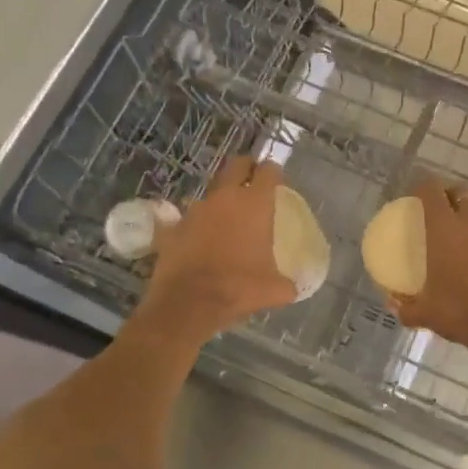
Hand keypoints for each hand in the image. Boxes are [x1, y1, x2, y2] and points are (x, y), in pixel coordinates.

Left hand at [137, 157, 297, 346]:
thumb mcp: (274, 290)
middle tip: (253, 182)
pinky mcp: (174, 226)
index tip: (277, 181)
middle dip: (246, 169)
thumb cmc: (238, 288)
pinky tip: (202, 241)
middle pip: (237, 165)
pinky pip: (190, 218)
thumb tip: (293, 287)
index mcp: (255, 204)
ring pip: (213, 192)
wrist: (188, 303)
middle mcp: (225, 197)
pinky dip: (199, 225)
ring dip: (221, 200)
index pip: (268, 170)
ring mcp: (196, 209)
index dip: (273, 172)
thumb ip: (287, 282)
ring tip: (227, 219)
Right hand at [389, 176, 467, 351]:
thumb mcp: (425, 313)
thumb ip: (406, 307)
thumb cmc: (459, 310)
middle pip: (461, 192)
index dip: (422, 188)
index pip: (431, 190)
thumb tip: (392, 304)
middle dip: (450, 195)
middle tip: (439, 211)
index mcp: (444, 228)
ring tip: (458, 241)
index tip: (414, 198)